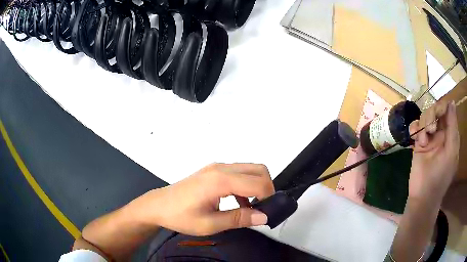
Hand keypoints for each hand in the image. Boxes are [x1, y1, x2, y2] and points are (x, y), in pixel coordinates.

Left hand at [131, 163, 274, 235]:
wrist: (159, 205)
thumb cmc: (181, 216)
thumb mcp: (210, 224)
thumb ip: (239, 219)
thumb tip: (264, 217)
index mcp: (220, 181)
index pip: (258, 183)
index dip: (268, 197)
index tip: (267, 213)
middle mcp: (221, 168)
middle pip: (258, 169)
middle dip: (267, 188)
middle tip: (263, 207)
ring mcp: (216, 167)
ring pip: (249, 169)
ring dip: (257, 185)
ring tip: (253, 207)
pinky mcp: (213, 170)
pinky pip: (238, 172)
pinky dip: (246, 184)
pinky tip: (240, 202)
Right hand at [408, 100, 458, 202]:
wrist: (423, 197)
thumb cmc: (440, 177)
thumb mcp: (451, 153)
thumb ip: (452, 128)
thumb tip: (452, 103)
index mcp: (450, 134)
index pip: (447, 111)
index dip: (442, 108)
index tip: (438, 115)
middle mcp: (440, 133)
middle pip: (435, 111)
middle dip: (431, 116)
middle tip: (430, 130)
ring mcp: (429, 138)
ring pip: (425, 117)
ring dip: (423, 125)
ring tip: (422, 141)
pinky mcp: (418, 144)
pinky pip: (415, 127)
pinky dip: (414, 128)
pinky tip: (414, 138)